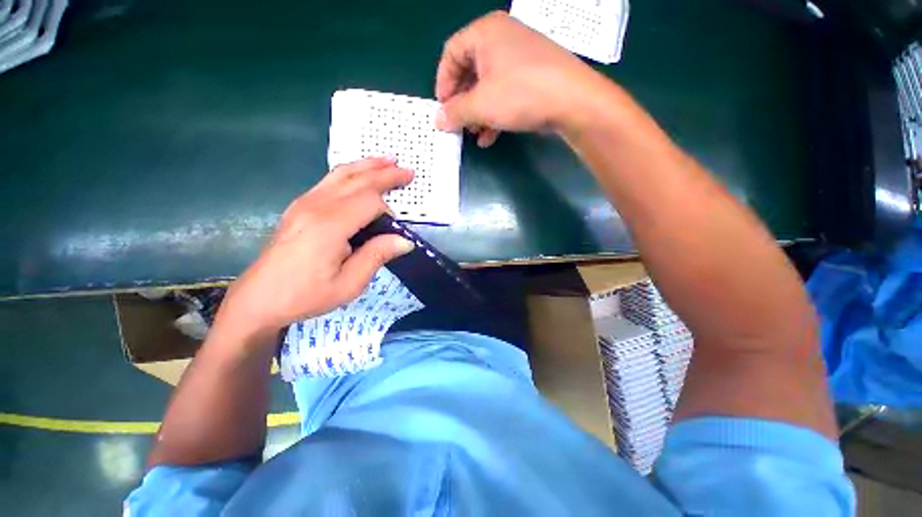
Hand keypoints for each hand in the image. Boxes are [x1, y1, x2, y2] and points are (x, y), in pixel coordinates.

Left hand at [213, 158, 415, 346]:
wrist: (259, 299)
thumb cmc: (305, 295)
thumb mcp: (349, 284)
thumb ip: (377, 256)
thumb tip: (405, 240)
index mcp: (330, 226)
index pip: (369, 201)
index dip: (388, 212)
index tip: (394, 231)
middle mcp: (316, 206)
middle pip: (357, 180)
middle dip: (385, 174)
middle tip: (408, 171)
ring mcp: (304, 203)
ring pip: (341, 174)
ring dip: (367, 166)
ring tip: (387, 160)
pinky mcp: (299, 206)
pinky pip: (328, 180)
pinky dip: (349, 173)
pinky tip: (359, 174)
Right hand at [435, 11, 601, 146]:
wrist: (573, 101)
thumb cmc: (521, 94)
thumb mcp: (481, 105)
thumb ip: (455, 112)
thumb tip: (438, 120)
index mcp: (486, 33)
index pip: (451, 54)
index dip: (443, 83)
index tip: (442, 110)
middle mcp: (502, 39)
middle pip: (470, 72)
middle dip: (462, 103)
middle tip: (458, 124)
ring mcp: (519, 58)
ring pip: (487, 86)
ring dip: (477, 113)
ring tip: (474, 134)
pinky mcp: (532, 78)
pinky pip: (504, 94)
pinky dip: (494, 115)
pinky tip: (490, 137)